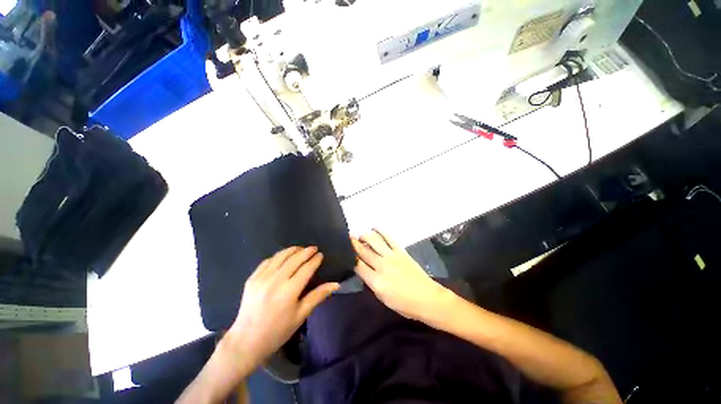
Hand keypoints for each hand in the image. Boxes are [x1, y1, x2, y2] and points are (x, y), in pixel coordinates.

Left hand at [225, 246, 339, 368]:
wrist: (246, 341)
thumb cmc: (278, 331)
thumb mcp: (301, 315)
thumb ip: (318, 296)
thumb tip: (336, 284)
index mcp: (289, 291)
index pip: (306, 268)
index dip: (315, 260)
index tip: (321, 255)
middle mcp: (275, 281)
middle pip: (294, 259)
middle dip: (306, 251)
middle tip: (314, 248)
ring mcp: (262, 278)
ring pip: (280, 256)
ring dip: (292, 250)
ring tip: (300, 249)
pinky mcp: (252, 279)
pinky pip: (267, 261)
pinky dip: (278, 256)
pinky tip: (283, 256)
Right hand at [352, 230, 457, 323]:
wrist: (426, 298)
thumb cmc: (403, 304)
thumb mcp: (382, 298)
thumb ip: (371, 282)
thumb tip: (363, 270)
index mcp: (375, 281)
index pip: (357, 265)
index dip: (349, 256)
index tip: (344, 250)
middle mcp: (381, 265)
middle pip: (363, 250)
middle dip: (353, 243)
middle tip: (347, 237)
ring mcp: (391, 256)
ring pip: (374, 240)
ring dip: (365, 235)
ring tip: (360, 235)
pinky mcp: (401, 251)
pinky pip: (389, 237)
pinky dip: (380, 231)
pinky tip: (374, 228)